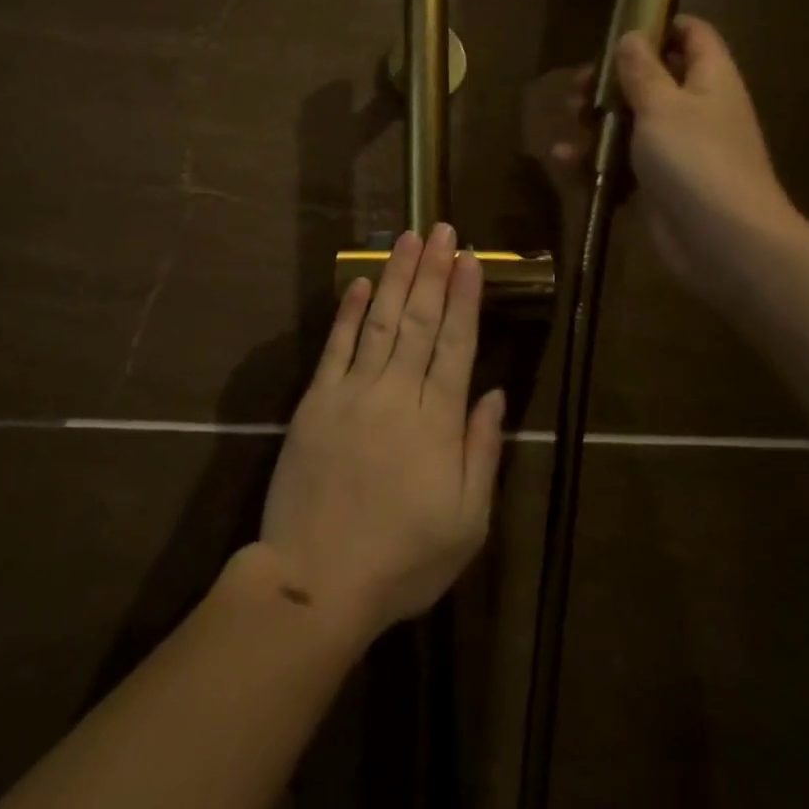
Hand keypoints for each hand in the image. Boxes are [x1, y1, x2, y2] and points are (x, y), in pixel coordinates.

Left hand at [256, 225, 504, 640]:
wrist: (317, 579)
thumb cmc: (402, 560)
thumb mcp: (466, 523)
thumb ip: (481, 452)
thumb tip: (493, 394)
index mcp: (437, 423)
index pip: (456, 345)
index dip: (464, 299)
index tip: (471, 259)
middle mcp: (396, 394)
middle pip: (420, 321)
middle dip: (433, 272)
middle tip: (442, 230)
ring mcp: (351, 393)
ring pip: (380, 322)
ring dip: (395, 277)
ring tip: (408, 239)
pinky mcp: (315, 402)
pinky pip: (336, 347)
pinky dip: (349, 313)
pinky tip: (360, 283)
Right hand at [530, 17, 800, 302]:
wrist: (723, 242)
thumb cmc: (696, 160)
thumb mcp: (663, 106)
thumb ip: (643, 70)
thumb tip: (632, 36)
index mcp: (709, 81)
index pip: (693, 36)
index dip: (661, 25)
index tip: (619, 29)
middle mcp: (695, 111)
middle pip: (652, 80)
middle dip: (611, 80)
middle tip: (578, 86)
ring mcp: (676, 151)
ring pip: (631, 123)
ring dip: (596, 120)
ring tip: (569, 119)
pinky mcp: (656, 186)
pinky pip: (620, 165)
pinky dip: (594, 161)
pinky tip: (564, 160)